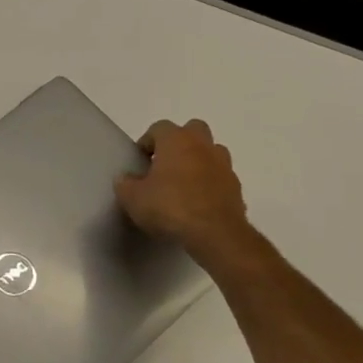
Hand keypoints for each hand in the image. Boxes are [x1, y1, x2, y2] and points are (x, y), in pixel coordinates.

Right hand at [114, 118, 255, 268]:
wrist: (215, 234)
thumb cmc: (169, 207)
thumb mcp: (133, 198)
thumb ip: (125, 184)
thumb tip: (125, 178)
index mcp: (176, 140)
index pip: (159, 128)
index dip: (147, 142)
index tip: (140, 162)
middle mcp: (203, 146)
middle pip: (192, 130)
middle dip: (179, 142)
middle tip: (164, 165)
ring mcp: (224, 166)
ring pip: (211, 152)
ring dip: (198, 161)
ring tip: (182, 184)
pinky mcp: (236, 188)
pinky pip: (220, 178)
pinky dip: (210, 184)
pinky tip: (197, 204)